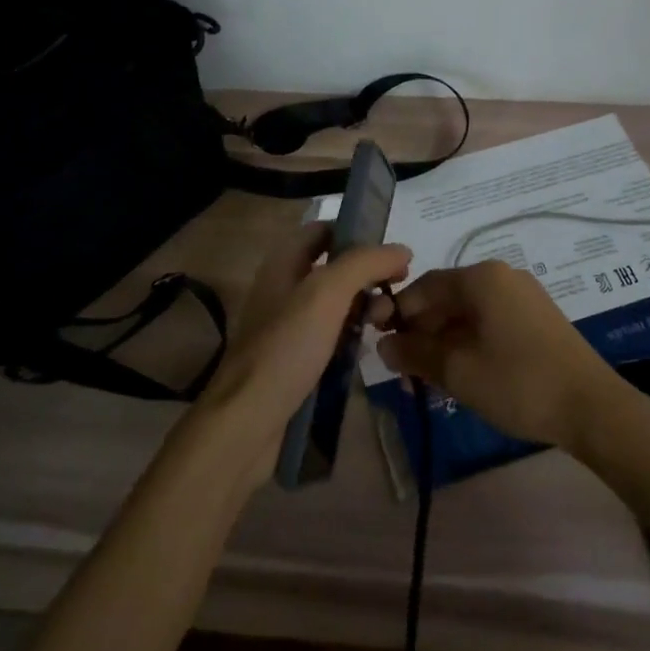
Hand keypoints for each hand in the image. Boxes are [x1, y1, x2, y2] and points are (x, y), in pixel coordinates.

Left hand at [194, 222, 411, 478]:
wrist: (248, 420)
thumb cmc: (287, 346)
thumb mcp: (327, 293)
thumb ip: (365, 263)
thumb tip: (401, 248)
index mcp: (284, 262)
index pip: (323, 230)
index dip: (356, 234)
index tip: (391, 252)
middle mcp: (284, 287)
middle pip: (333, 268)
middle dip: (367, 275)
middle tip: (397, 292)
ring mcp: (289, 325)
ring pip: (336, 304)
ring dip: (364, 307)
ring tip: (387, 323)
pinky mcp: (297, 359)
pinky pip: (331, 337)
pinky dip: (352, 337)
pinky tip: (370, 348)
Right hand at [376, 260, 626, 450]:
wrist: (593, 408)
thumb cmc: (518, 382)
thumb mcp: (457, 371)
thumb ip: (415, 353)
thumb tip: (384, 346)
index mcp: (481, 277)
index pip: (424, 286)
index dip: (398, 313)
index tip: (381, 344)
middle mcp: (502, 276)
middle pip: (447, 298)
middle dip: (422, 332)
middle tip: (406, 370)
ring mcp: (524, 296)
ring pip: (469, 313)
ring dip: (445, 341)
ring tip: (431, 379)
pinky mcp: (538, 318)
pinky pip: (491, 322)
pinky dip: (470, 343)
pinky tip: (464, 374)